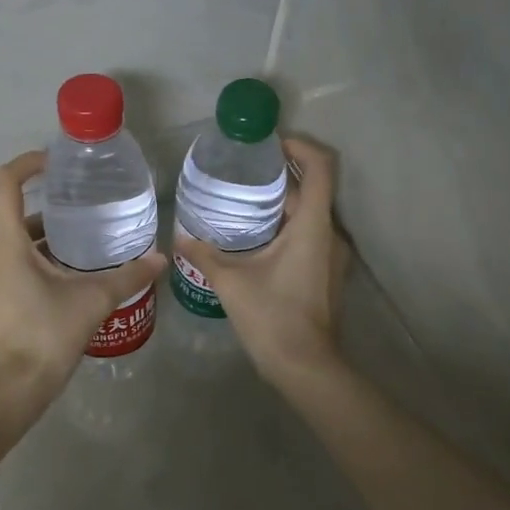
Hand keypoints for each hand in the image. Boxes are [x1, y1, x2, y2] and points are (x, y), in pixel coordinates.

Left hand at [0, 151, 166, 406]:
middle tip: (85, 207)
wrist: (11, 390)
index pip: (6, 183)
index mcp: (8, 243)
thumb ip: (128, 277)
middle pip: (14, 214)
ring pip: (15, 244)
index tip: (56, 163)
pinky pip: (13, 268)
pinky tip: (70, 280)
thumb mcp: (92, 301)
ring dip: (46, 239)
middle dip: (49, 207)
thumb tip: (161, 259)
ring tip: (85, 245)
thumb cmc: (46, 335)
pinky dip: (39, 262)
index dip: (28, 164)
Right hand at [173, 136, 349, 387]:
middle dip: (281, 173)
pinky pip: (308, 234)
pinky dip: (285, 224)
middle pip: (313, 188)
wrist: (305, 367)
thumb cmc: (272, 317)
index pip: (322, 167)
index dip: (301, 146)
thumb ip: (204, 254)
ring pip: (309, 213)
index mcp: (312, 226)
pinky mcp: (325, 272)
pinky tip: (254, 235)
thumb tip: (179, 236)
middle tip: (243, 169)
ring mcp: (331, 255)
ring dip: (282, 201)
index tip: (270, 143)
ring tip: (242, 198)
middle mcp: (329, 234)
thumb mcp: (230, 282)